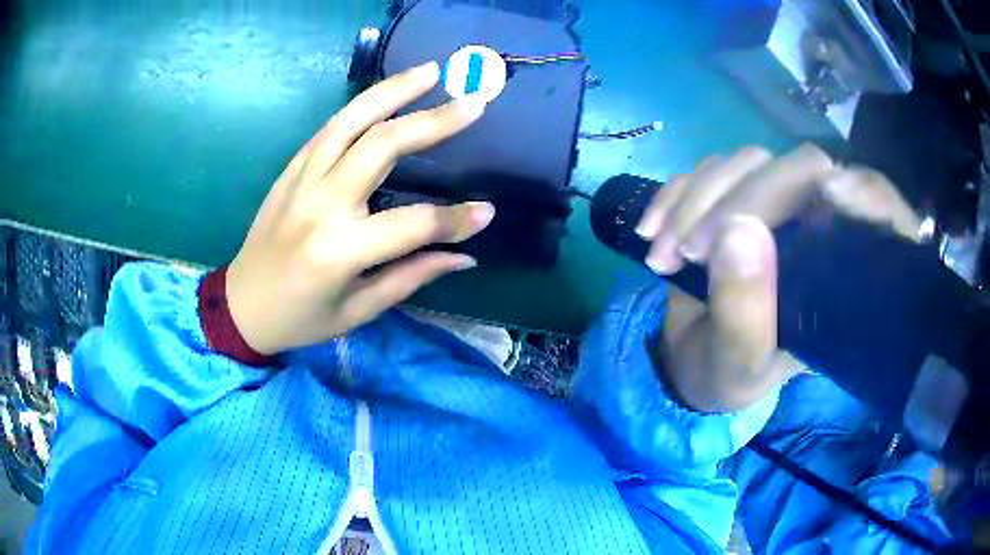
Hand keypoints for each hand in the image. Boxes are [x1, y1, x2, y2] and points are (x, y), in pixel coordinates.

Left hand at [225, 62, 493, 354]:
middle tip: (472, 102)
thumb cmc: (300, 318)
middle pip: (381, 146)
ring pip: (351, 121)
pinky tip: (387, 94)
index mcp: (338, 251)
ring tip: (430, 71)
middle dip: (432, 121)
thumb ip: (411, 277)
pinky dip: (362, 106)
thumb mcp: (358, 310)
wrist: (241, 305)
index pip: (412, 225)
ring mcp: (301, 179)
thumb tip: (464, 256)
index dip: (454, 220)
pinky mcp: (291, 169)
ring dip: (393, 91)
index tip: (488, 211)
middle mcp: (320, 205)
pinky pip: (330, 128)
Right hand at [636, 144, 920, 411]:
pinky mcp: (732, 196)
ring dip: (695, 199)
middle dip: (741, 200)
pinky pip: (708, 170)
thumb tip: (738, 230)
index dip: (866, 193)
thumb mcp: (740, 364)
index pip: (877, 209)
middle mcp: (816, 228)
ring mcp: (773, 204)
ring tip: (664, 254)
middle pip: (801, 170)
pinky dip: (674, 193)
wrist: (692, 361)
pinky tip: (651, 232)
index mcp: (841, 274)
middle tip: (693, 250)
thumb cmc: (731, 374)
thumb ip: (746, 312)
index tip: (833, 195)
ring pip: (748, 162)